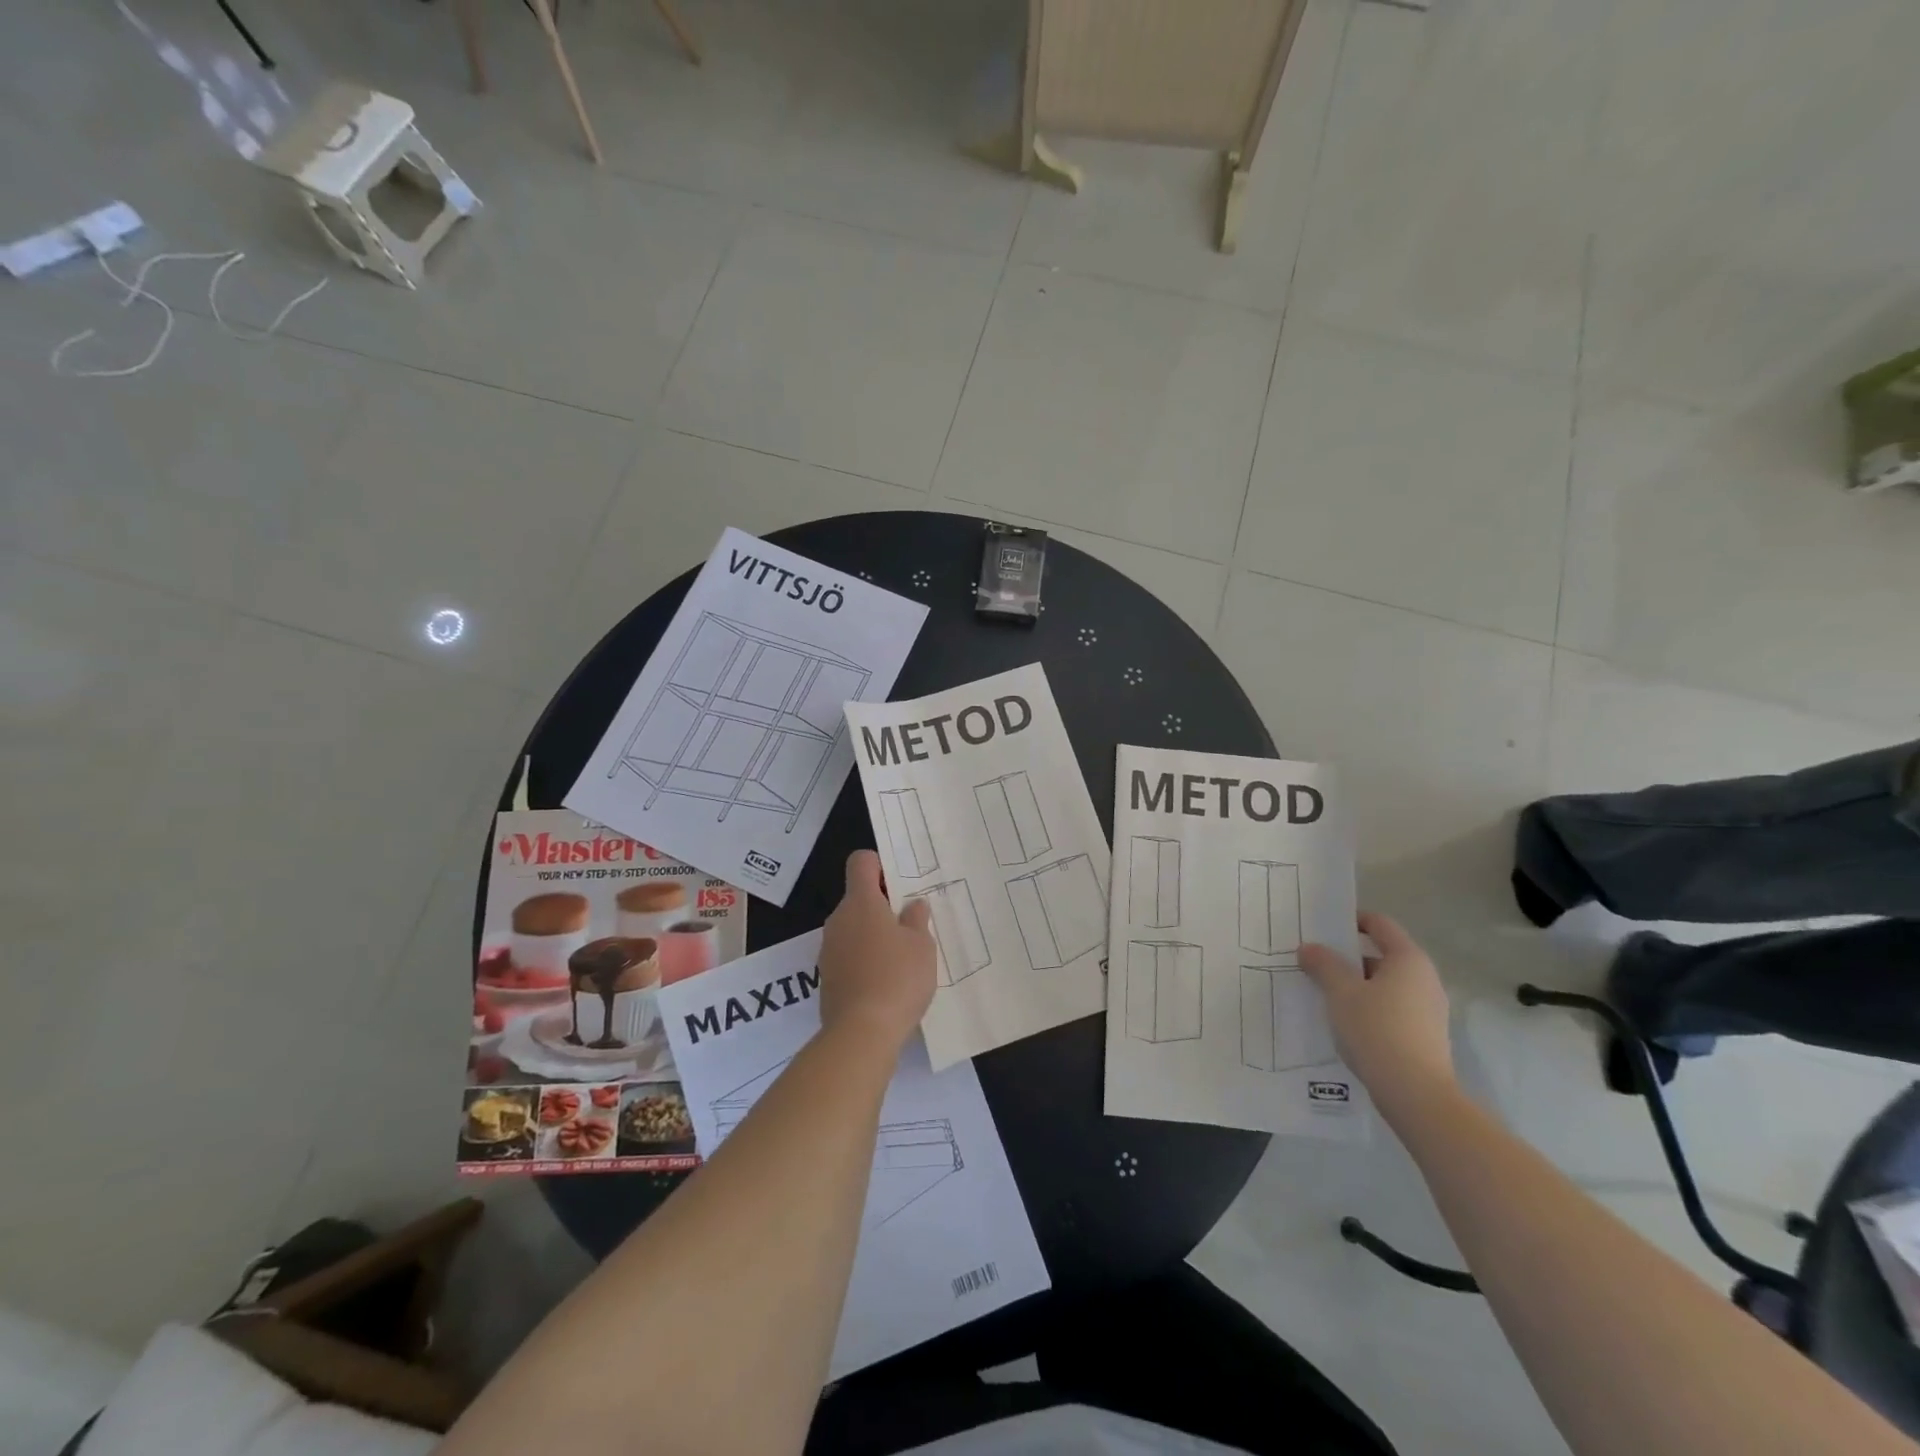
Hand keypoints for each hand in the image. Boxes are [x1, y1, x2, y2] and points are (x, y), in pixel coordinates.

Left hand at [818, 850, 936, 1051]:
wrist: (861, 1033)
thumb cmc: (897, 978)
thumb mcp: (922, 945)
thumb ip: (917, 919)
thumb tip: (912, 905)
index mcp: (861, 902)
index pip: (861, 862)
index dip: (879, 865)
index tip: (900, 885)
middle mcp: (839, 919)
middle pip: (858, 897)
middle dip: (883, 906)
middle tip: (912, 924)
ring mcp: (829, 949)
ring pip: (854, 928)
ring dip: (874, 935)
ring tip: (903, 957)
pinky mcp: (828, 977)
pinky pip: (849, 955)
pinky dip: (865, 960)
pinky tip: (887, 981)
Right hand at [1300, 912, 1454, 1114]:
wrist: (1416, 1095)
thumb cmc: (1377, 1030)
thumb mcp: (1341, 992)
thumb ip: (1323, 964)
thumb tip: (1308, 948)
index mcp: (1408, 959)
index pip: (1379, 924)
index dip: (1351, 920)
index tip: (1321, 928)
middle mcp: (1424, 978)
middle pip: (1380, 955)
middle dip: (1346, 957)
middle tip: (1313, 962)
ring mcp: (1428, 1009)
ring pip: (1384, 985)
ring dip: (1354, 985)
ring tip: (1322, 994)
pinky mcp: (1424, 1035)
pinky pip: (1390, 1008)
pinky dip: (1367, 1007)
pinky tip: (1343, 1022)